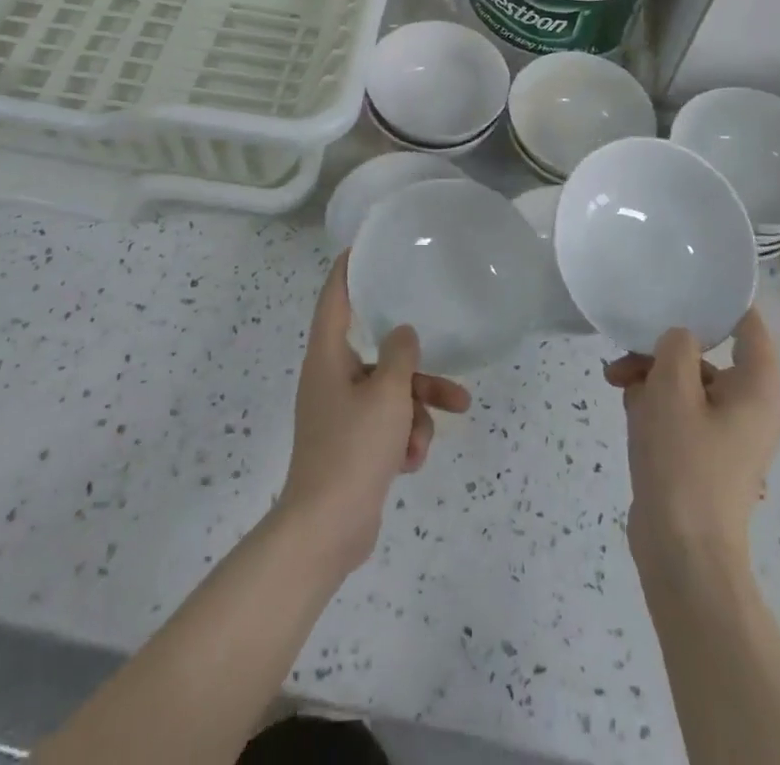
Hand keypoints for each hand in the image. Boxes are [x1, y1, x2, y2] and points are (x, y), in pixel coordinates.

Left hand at [277, 252, 470, 573]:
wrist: (326, 530)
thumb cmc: (353, 449)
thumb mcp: (387, 395)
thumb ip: (400, 356)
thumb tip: (402, 333)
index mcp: (328, 358)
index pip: (335, 300)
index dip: (347, 271)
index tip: (362, 249)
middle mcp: (331, 380)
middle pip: (380, 358)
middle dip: (418, 374)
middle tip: (453, 379)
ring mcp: (340, 415)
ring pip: (391, 396)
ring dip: (416, 414)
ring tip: (428, 439)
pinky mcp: (352, 446)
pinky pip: (386, 427)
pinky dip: (402, 440)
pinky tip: (409, 463)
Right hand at [604, 307, 779, 568]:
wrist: (682, 553)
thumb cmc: (683, 462)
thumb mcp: (672, 389)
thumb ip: (677, 345)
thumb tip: (680, 338)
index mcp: (757, 388)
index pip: (750, 325)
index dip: (721, 301)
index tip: (684, 285)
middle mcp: (750, 407)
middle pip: (708, 355)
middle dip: (664, 349)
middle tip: (627, 352)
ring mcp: (727, 434)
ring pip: (688, 383)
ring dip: (652, 376)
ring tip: (616, 382)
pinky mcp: (704, 454)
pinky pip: (682, 412)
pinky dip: (655, 404)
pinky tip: (627, 407)